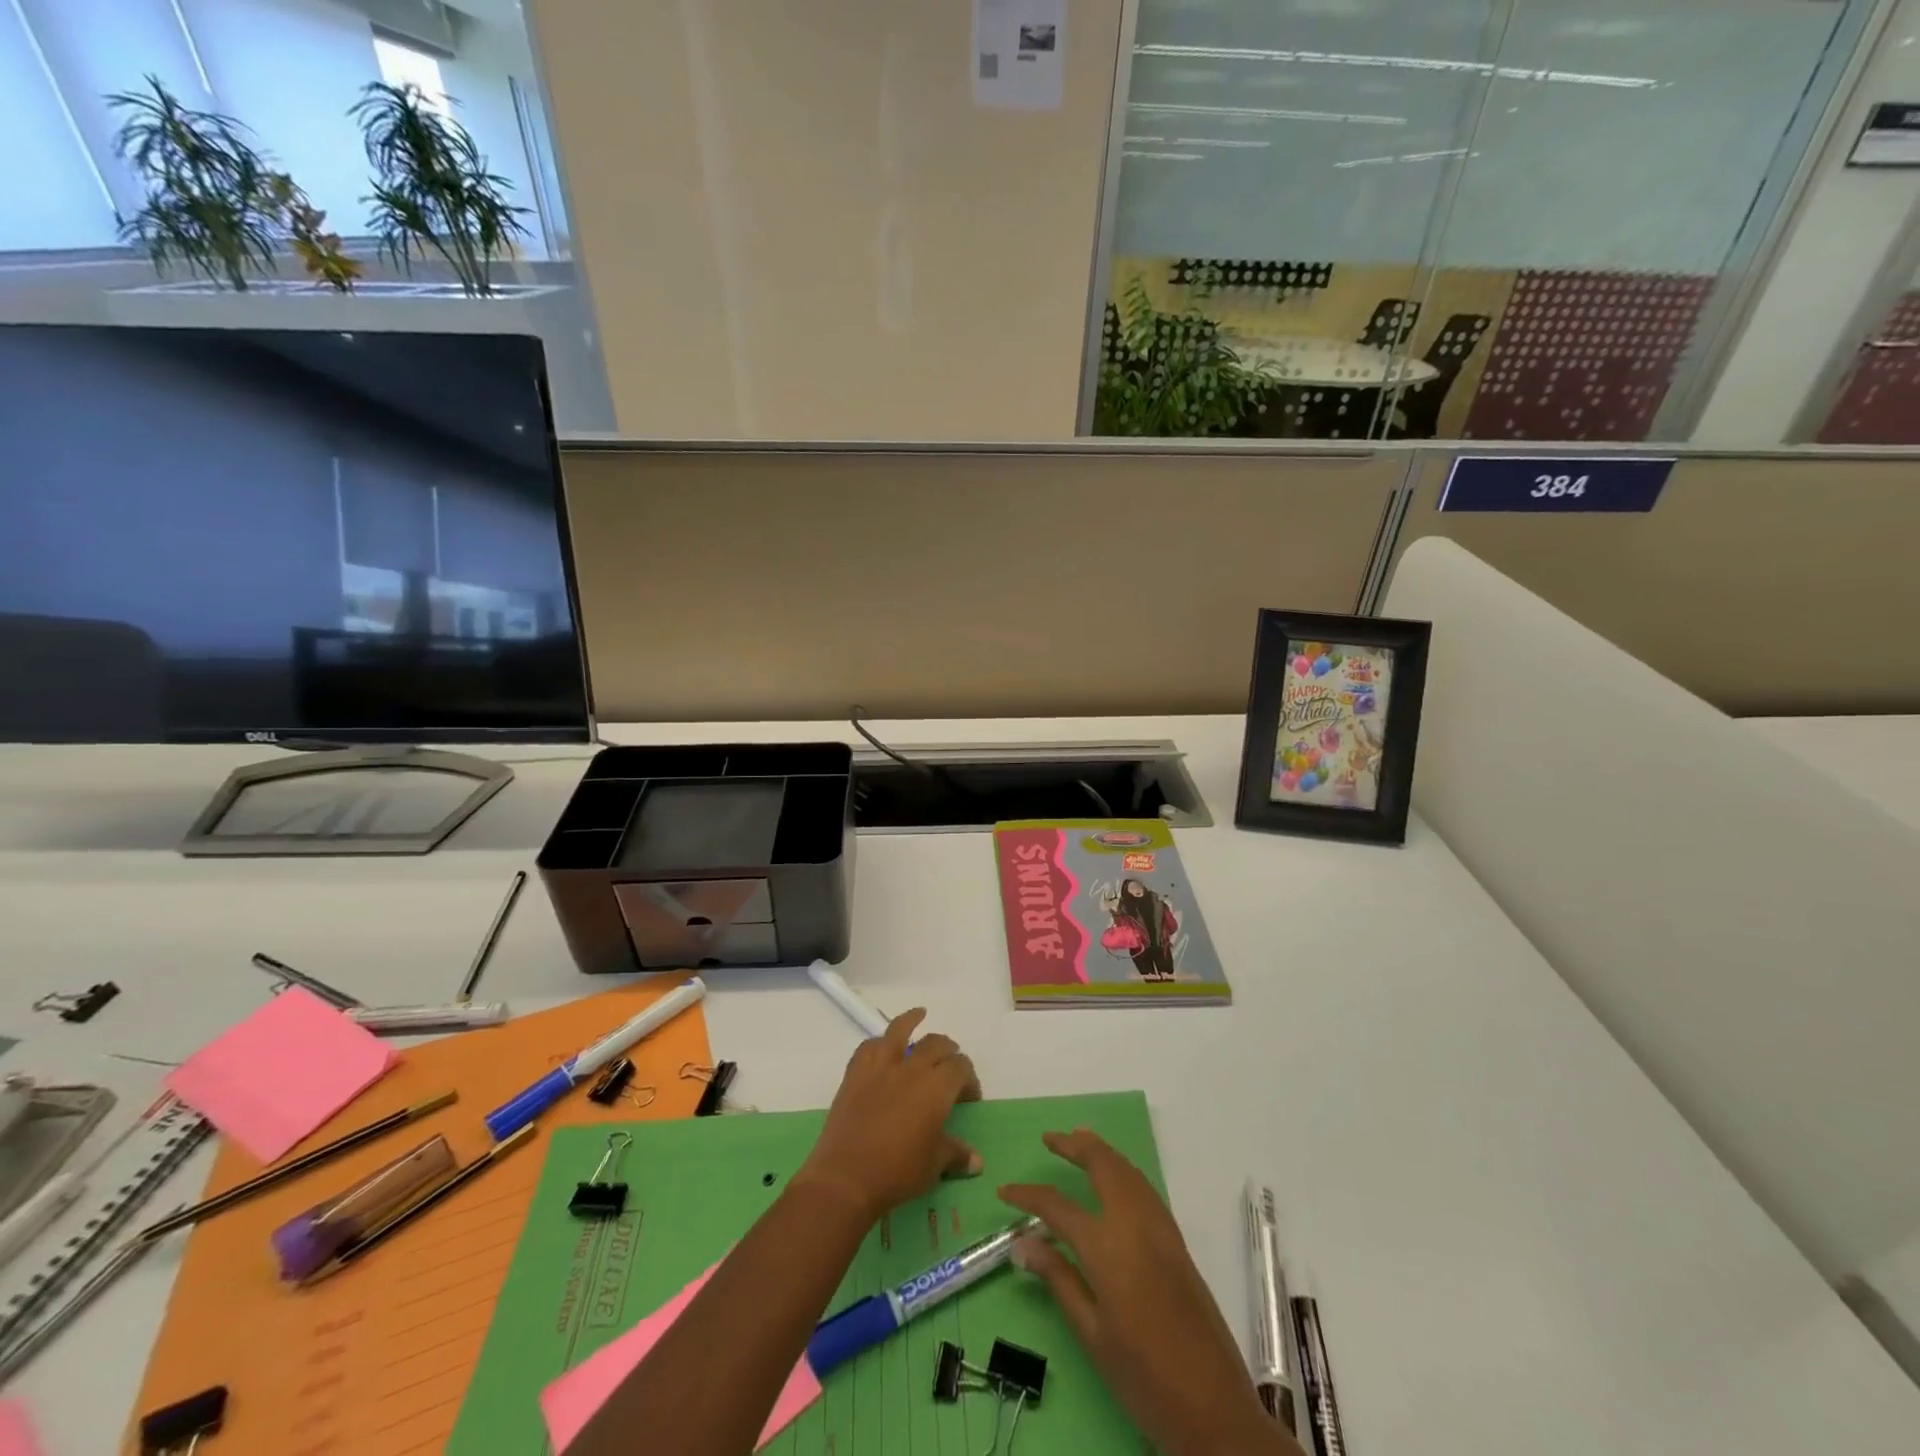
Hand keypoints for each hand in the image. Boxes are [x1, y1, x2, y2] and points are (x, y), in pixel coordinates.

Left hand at [794, 1009, 981, 1224]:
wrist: (846, 1177)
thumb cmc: (898, 1172)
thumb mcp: (934, 1165)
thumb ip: (956, 1154)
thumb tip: (977, 1161)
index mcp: (937, 1087)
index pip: (961, 1067)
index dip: (969, 1078)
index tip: (969, 1096)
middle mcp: (912, 1068)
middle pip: (936, 1044)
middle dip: (948, 1050)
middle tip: (950, 1064)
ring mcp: (881, 1066)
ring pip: (900, 1030)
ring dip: (912, 1020)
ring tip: (919, 1014)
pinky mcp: (856, 1073)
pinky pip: (869, 1046)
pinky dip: (879, 1043)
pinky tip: (882, 1046)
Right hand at [1001, 1130, 1294, 1455]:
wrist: (1215, 1409)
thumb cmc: (1144, 1378)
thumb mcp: (1092, 1336)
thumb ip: (1059, 1280)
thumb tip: (1023, 1243)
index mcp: (1106, 1247)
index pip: (1056, 1206)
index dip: (1027, 1195)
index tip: (1004, 1190)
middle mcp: (1133, 1224)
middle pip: (1102, 1165)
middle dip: (1074, 1146)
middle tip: (1050, 1138)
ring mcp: (1160, 1229)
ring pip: (1128, 1171)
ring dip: (1102, 1151)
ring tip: (1080, 1140)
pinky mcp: (1177, 1242)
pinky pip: (1145, 1188)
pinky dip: (1124, 1170)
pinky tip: (1116, 1178)